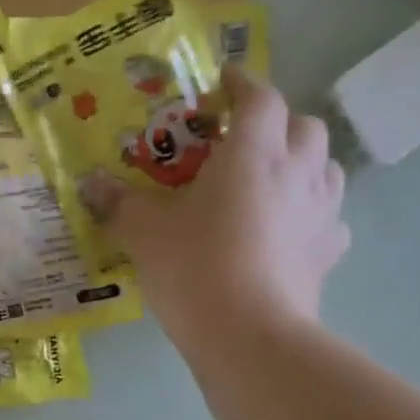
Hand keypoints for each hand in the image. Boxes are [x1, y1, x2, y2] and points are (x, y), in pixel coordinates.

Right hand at [96, 67, 349, 355]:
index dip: (241, 84)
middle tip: (243, 142)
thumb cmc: (195, 267)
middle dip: (276, 123)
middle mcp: (298, 170)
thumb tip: (90, 184)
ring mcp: (322, 212)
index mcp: (254, 151)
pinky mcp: (328, 253)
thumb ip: (118, 203)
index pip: (259, 96)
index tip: (222, 85)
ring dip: (301, 163)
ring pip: (325, 167)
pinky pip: (329, 219)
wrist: (248, 335)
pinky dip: (311, 215)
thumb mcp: (144, 232)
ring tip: (271, 182)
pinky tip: (288, 233)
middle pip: (302, 125)